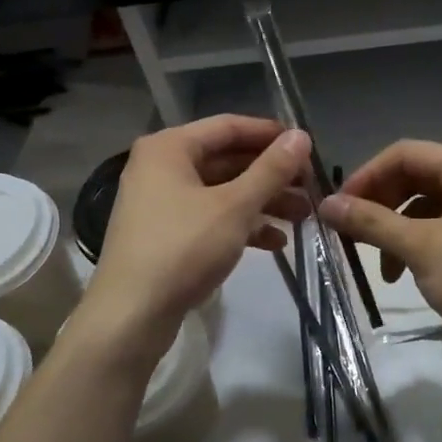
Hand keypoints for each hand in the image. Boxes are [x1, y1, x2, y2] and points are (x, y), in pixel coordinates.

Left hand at [79, 116, 309, 357]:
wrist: (131, 315)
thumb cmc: (183, 248)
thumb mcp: (235, 206)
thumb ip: (271, 169)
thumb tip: (301, 136)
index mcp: (170, 147)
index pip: (229, 126)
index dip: (271, 134)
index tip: (307, 147)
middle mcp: (161, 167)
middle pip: (227, 160)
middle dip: (271, 175)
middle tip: (310, 188)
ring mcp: (161, 203)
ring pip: (221, 192)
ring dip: (262, 202)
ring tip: (302, 217)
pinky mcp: (165, 235)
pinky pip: (210, 218)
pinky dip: (241, 225)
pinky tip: (275, 243)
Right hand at [320, 140, 441, 357]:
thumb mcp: (420, 248)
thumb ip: (371, 222)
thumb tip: (326, 205)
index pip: (406, 154)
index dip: (367, 176)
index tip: (340, 206)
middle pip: (416, 177)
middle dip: (381, 205)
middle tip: (353, 234)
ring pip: (428, 204)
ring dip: (398, 229)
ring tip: (381, 267)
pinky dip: (420, 242)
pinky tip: (406, 272)